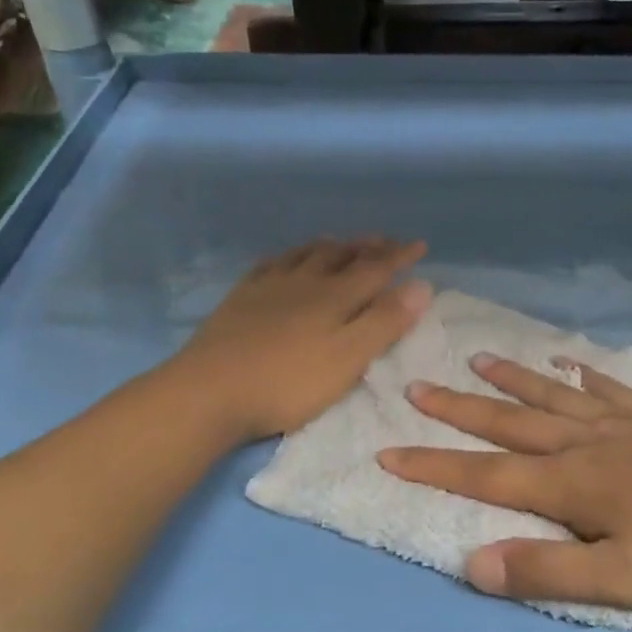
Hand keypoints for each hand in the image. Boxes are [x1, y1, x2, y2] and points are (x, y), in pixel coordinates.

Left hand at [175, 238, 430, 441]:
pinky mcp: (240, 300)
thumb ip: (385, 322)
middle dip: (367, 247)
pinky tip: (284, 259)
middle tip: (384, 240)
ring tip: (341, 241)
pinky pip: (269, 265)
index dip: (400, 257)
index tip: (420, 245)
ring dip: (330, 246)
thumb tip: (421, 285)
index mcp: (335, 297)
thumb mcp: (348, 358)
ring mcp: (268, 288)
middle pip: (341, 256)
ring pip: (305, 255)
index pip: (376, 269)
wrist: (210, 390)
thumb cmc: (288, 382)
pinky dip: (287, 256)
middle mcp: (304, 282)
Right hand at [379, 356, 631, 609]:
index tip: (388, 453)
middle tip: (417, 386)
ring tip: (479, 358)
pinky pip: (611, 389)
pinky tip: (572, 365)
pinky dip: (585, 376)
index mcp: (573, 483)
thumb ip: (546, 570)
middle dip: (459, 408)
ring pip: (555, 396)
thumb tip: (471, 563)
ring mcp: (627, 425)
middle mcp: (589, 443)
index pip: (486, 475)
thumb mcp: (622, 581)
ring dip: (514, 379)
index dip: (433, 466)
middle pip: (511, 423)